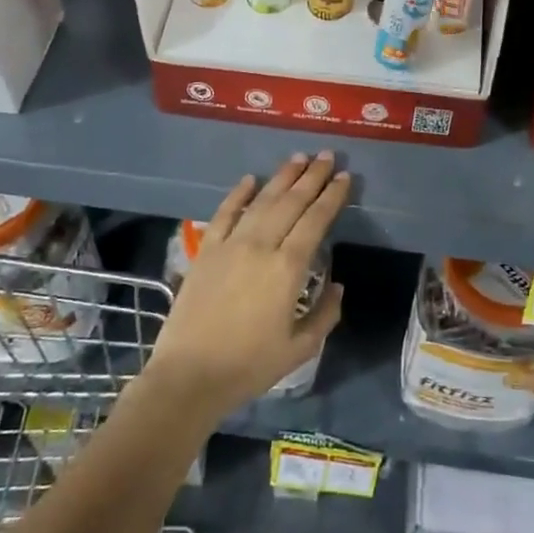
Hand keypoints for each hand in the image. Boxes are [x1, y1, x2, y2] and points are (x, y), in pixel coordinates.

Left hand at [146, 153, 347, 418]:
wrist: (188, 376)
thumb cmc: (248, 366)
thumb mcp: (299, 348)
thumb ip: (325, 314)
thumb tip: (337, 286)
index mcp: (288, 269)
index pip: (316, 220)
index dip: (332, 196)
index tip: (345, 177)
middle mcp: (261, 246)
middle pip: (291, 202)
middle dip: (312, 176)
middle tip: (327, 155)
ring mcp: (230, 245)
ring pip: (261, 201)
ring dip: (281, 177)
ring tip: (298, 157)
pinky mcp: (206, 251)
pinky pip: (224, 214)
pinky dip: (238, 194)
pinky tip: (250, 179)